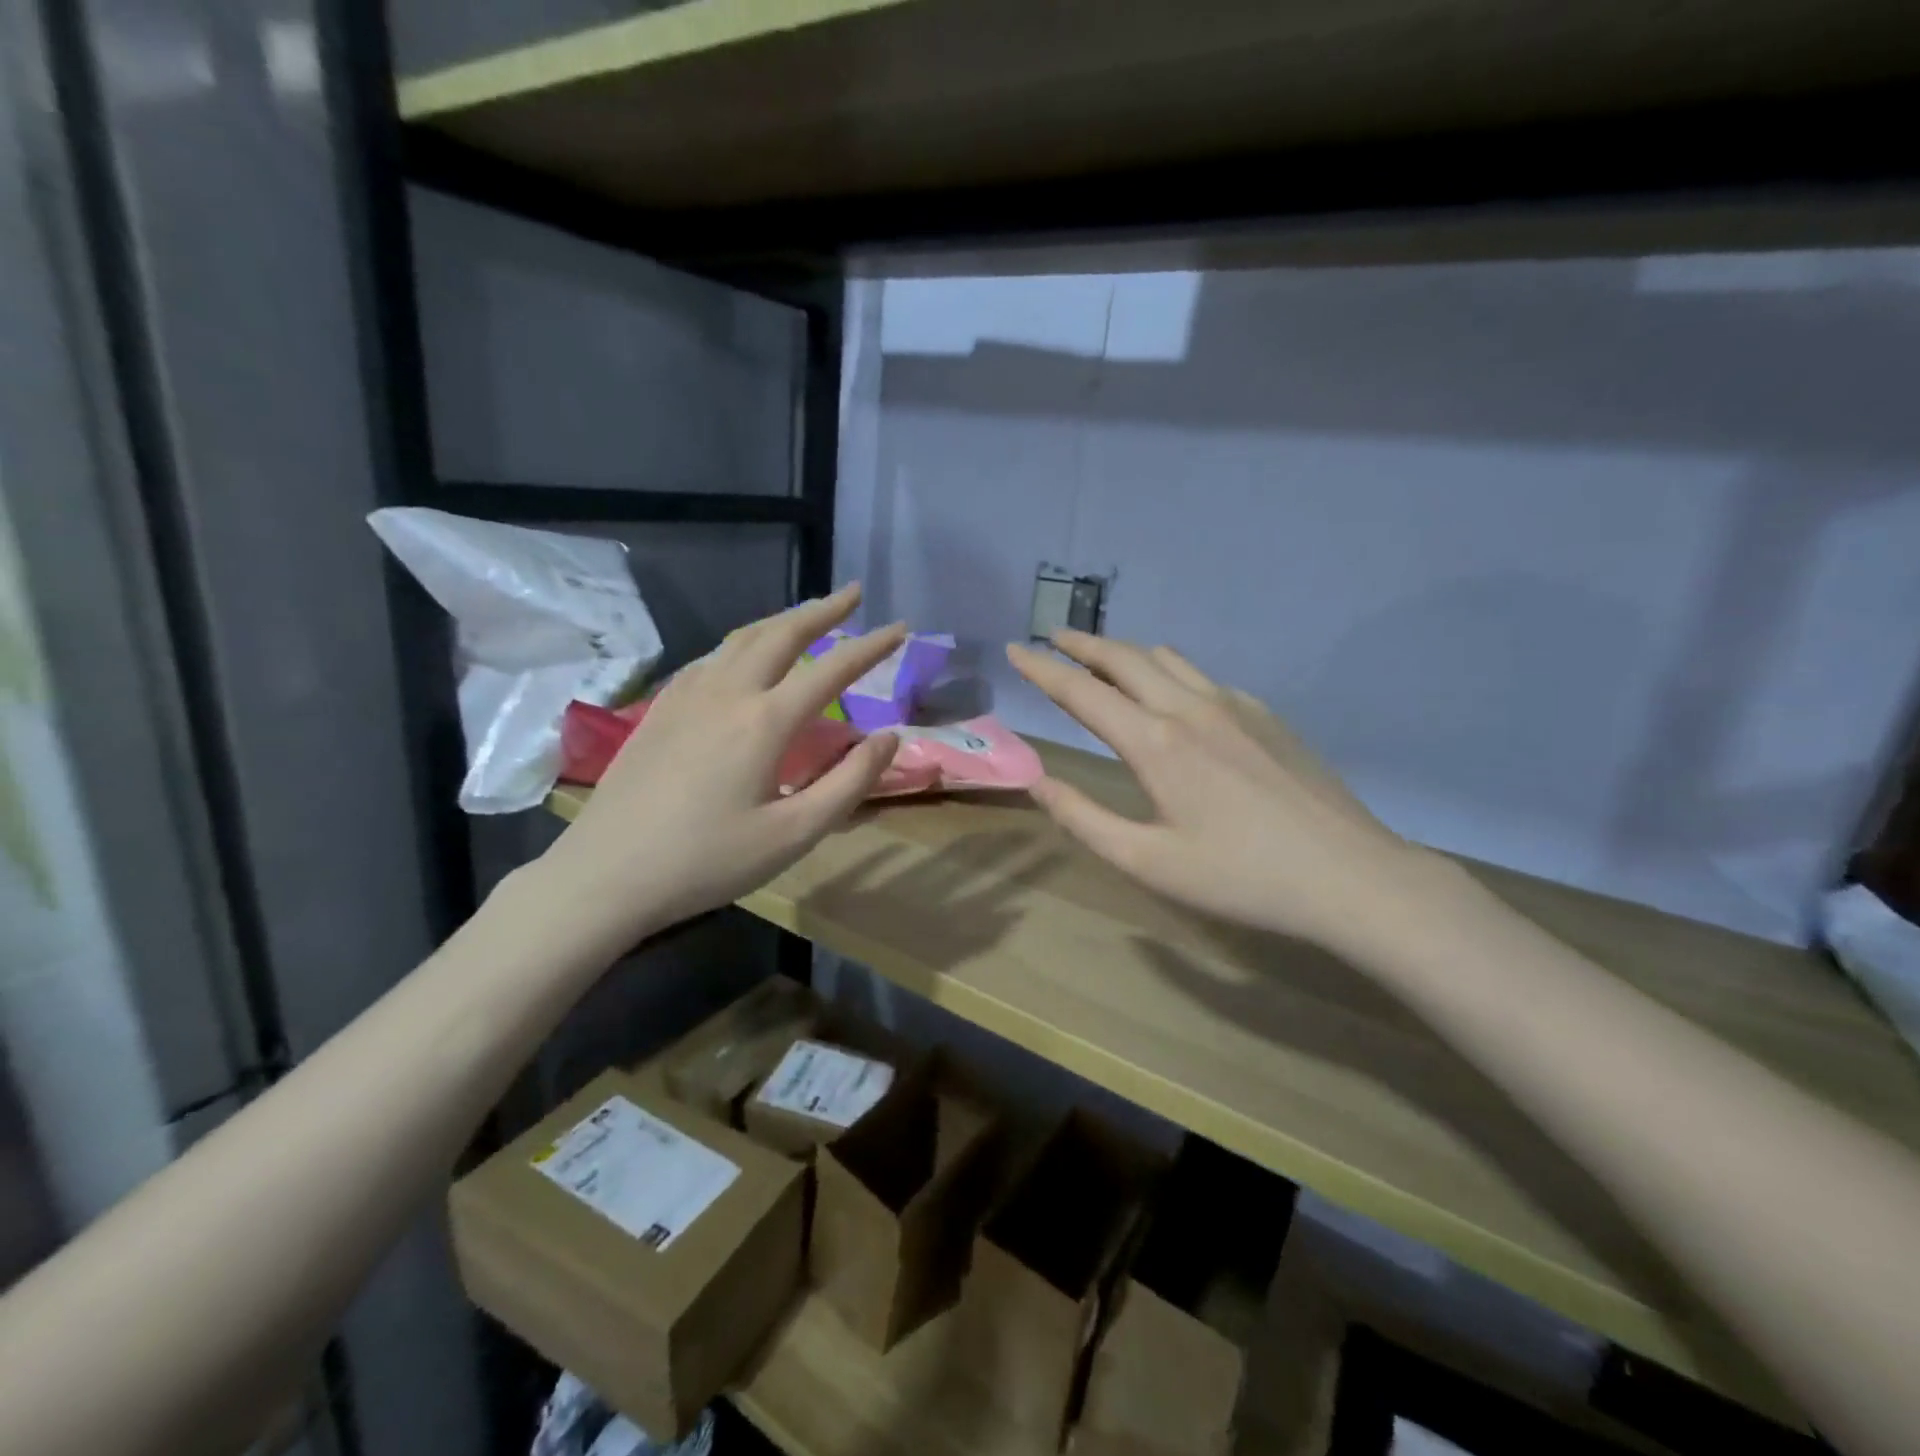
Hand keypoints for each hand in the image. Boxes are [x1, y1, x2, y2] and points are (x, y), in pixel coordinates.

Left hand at [543, 584, 904, 943]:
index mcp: (765, 721)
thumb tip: (888, 737)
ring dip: (781, 620)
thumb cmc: (708, 861)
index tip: (900, 627)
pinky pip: (710, 658)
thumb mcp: (794, 834)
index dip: (870, 646)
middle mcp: (727, 693)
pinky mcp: (660, 710)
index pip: (831, 669)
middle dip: (822, 610)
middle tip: (852, 594)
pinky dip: (742, 643)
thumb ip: (848, 783)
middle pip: (781, 634)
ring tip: (806, 615)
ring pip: (741, 639)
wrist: (607, 874)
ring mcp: (687, 696)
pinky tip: (743, 657)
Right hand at [1007, 631, 1425, 950]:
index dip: (1042, 669)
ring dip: (1125, 653)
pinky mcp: (1265, 714)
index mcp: (1154, 743)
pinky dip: (1169, 671)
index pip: (1082, 691)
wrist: (1349, 875)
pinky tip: (1173, 696)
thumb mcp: (1148, 862)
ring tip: (1102, 659)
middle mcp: (1189, 708)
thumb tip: (1038, 782)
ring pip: (1167, 659)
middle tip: (1052, 638)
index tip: (1015, 650)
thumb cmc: (1240, 876)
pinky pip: (1203, 677)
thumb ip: (1084, 819)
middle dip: (1081, 644)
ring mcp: (1234, 705)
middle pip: (1124, 658)